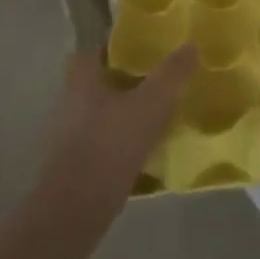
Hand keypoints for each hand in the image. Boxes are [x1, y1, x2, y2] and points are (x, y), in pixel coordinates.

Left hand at [29, 46, 196, 252]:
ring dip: (124, 112)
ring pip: (100, 113)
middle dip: (124, 81)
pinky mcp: (74, 166)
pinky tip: (145, 149)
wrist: (74, 213)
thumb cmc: (109, 146)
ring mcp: (68, 137)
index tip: (141, 50)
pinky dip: (121, 141)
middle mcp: (69, 103)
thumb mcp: (150, 105)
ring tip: (157, 114)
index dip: (114, 48)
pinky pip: (102, 142)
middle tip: (156, 81)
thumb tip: (190, 45)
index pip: (92, 51)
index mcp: (81, 80)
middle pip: (97, 82)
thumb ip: (171, 74)